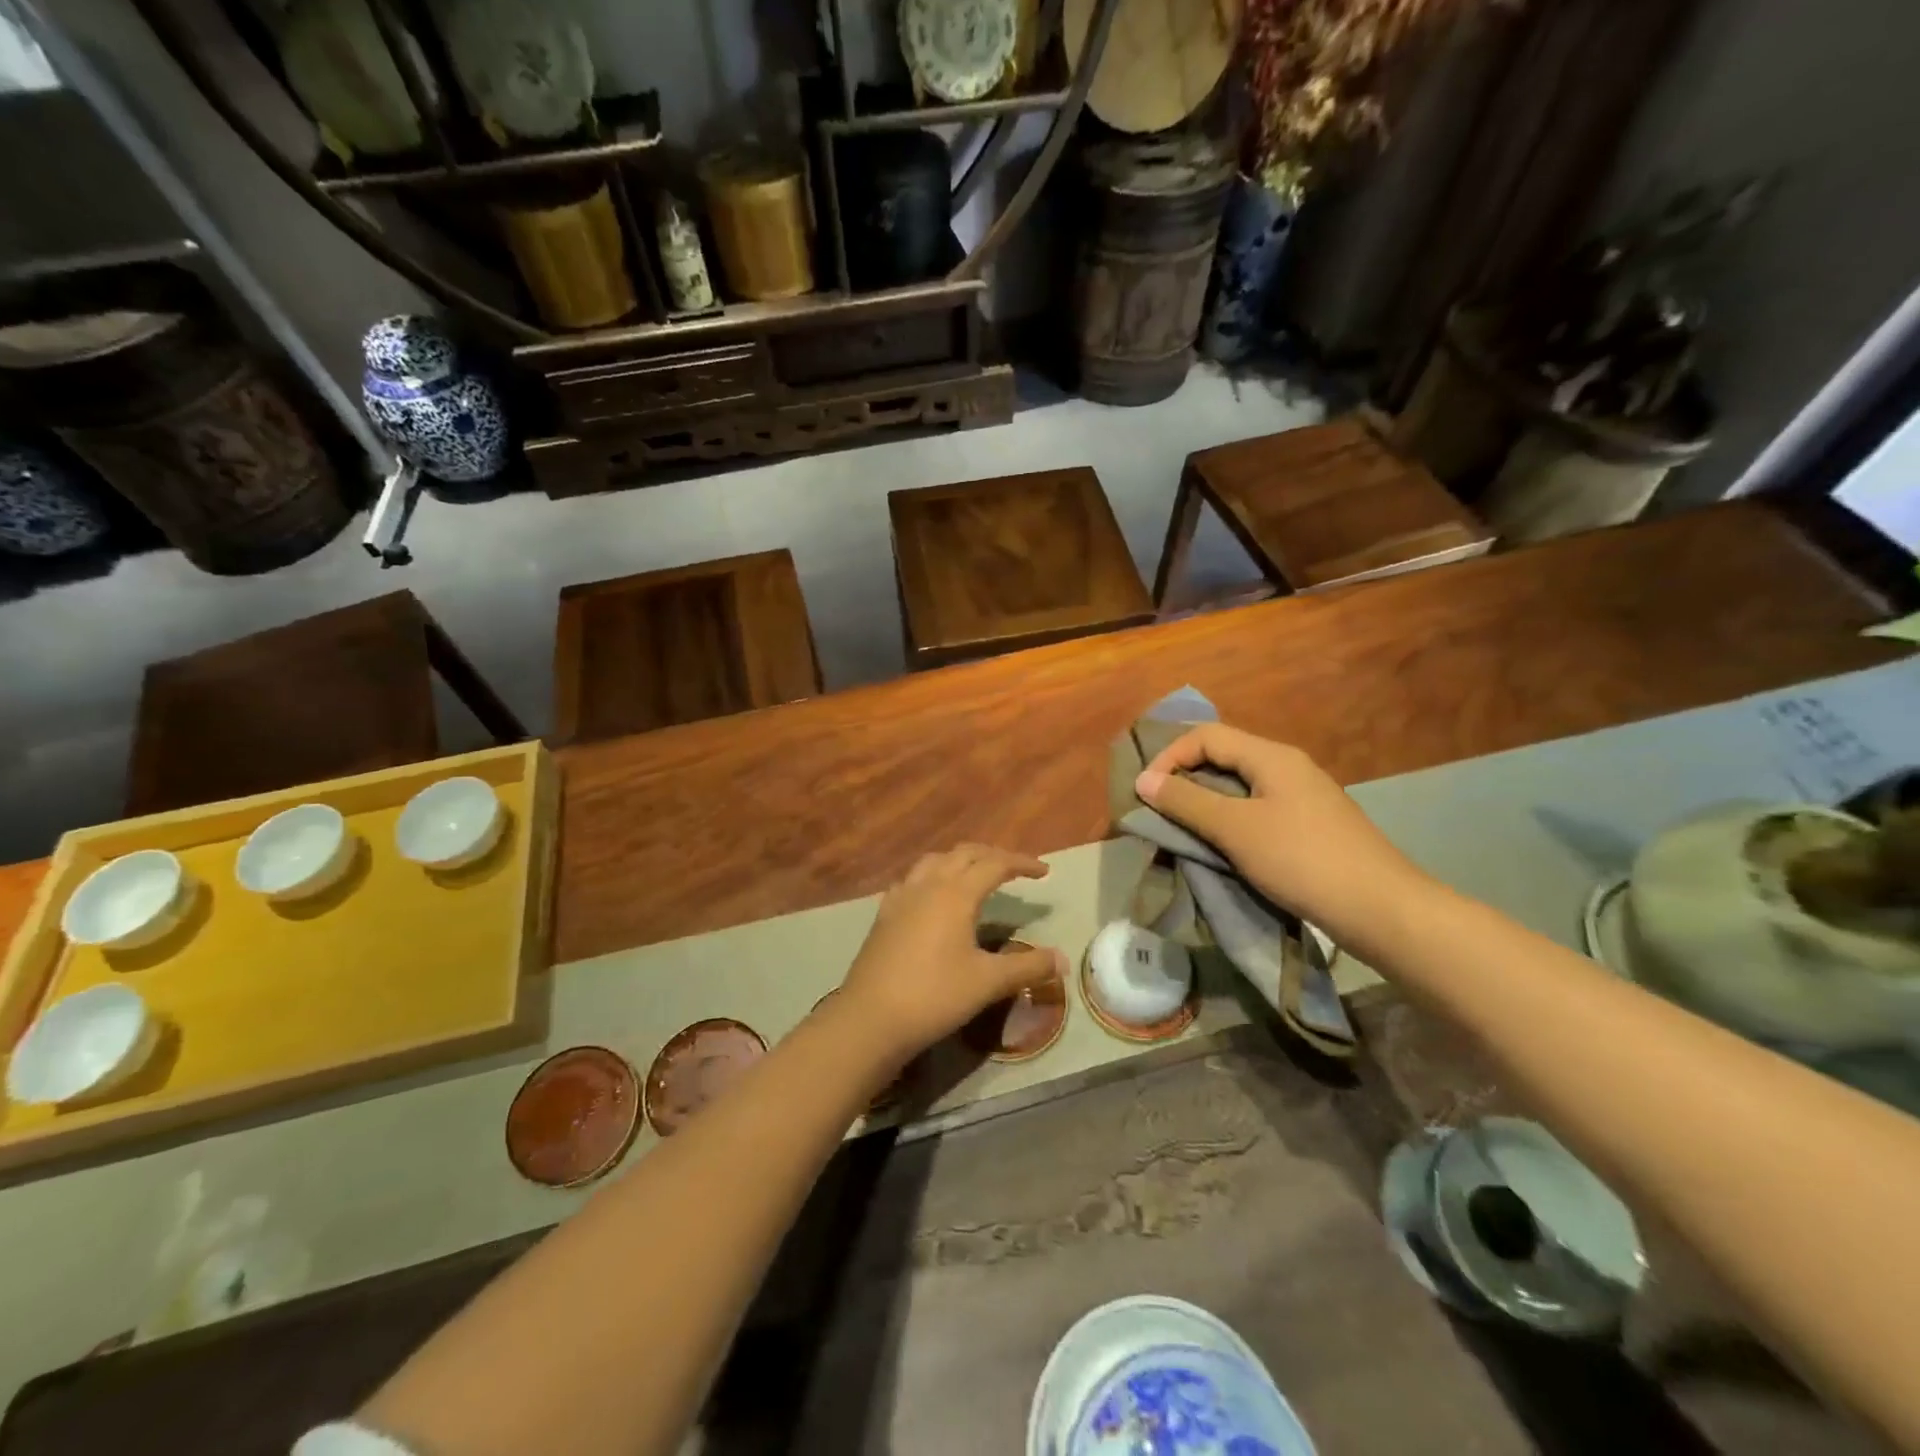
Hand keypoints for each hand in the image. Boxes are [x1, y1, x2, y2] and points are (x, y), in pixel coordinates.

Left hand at [839, 845, 1065, 1062]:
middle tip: (1015, 869)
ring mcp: (901, 897)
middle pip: (964, 853)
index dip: (1022, 863)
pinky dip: (932, 875)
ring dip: (960, 860)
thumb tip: (1063, 960)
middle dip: (993, 855)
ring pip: (935, 861)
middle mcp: (928, 884)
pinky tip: (933, 895)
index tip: (1045, 871)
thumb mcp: (988, 982)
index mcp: (956, 893)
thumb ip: (1028, 967)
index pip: (995, 864)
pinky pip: (912, 879)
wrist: (871, 1017)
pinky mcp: (884, 914)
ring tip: (976, 874)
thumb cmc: (935, 995)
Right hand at [1135, 723, 1428, 941]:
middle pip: (1223, 757)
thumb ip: (1187, 802)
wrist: (1380, 909)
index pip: (1206, 736)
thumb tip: (1144, 781)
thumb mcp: (1235, 829)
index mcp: (1272, 757)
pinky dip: (1229, 820)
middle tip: (1158, 809)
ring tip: (1182, 828)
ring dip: (1205, 801)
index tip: (1146, 792)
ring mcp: (1302, 797)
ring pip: (1239, 786)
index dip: (1169, 756)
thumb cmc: (1302, 860)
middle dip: (1184, 778)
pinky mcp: (1309, 825)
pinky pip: (1257, 809)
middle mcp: (1288, 767)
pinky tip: (1221, 845)